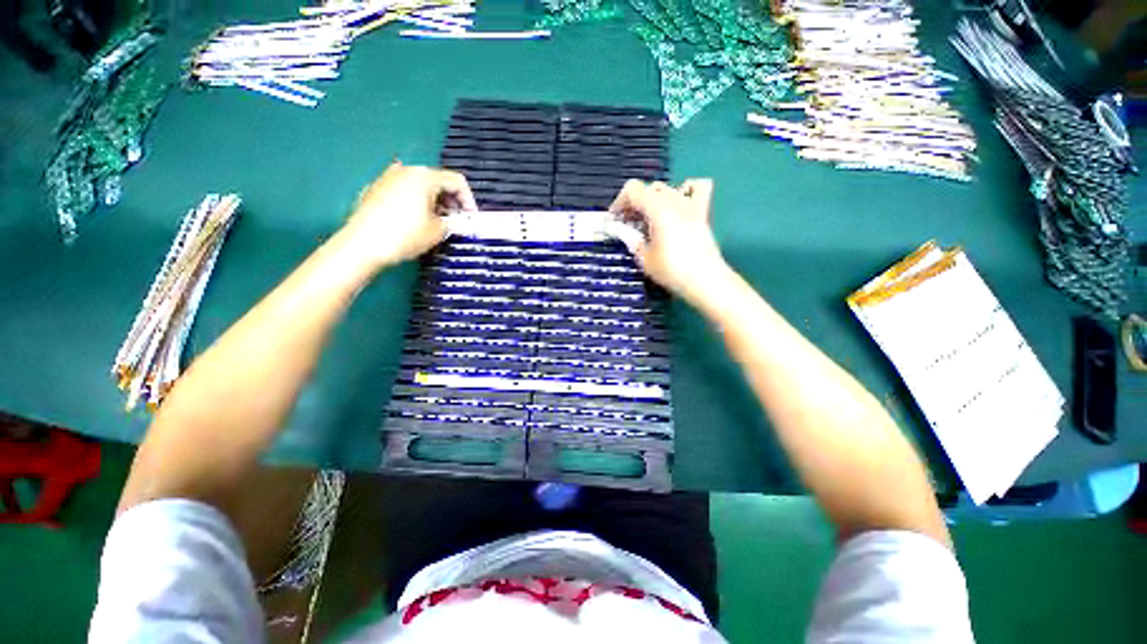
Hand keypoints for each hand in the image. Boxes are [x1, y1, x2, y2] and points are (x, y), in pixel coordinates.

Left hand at [343, 161, 476, 269]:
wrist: (362, 245)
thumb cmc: (405, 235)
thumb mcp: (438, 231)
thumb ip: (454, 222)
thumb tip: (461, 221)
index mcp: (424, 176)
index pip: (456, 181)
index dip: (469, 200)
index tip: (471, 218)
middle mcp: (405, 170)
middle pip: (438, 180)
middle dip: (451, 200)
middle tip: (456, 220)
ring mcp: (388, 178)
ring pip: (420, 185)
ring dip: (435, 201)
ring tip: (438, 222)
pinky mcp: (375, 189)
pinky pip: (404, 191)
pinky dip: (417, 202)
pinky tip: (416, 220)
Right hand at [609, 178, 728, 304]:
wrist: (705, 280)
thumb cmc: (672, 271)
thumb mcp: (644, 259)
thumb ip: (632, 241)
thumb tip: (625, 233)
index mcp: (658, 209)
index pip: (633, 190)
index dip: (619, 202)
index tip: (615, 220)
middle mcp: (674, 201)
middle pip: (648, 189)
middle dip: (634, 204)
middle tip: (628, 224)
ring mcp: (691, 204)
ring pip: (667, 189)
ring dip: (653, 200)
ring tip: (649, 219)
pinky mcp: (702, 212)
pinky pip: (697, 188)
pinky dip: (685, 191)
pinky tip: (678, 206)